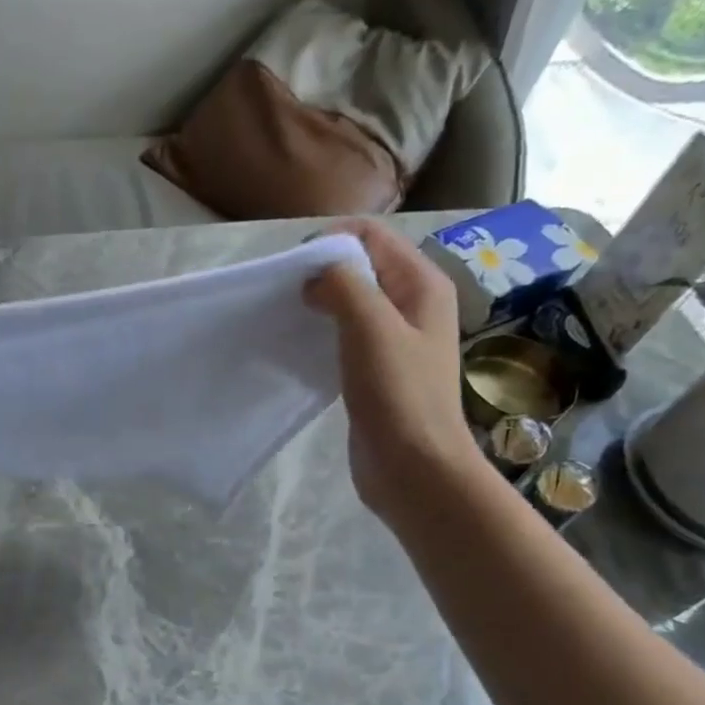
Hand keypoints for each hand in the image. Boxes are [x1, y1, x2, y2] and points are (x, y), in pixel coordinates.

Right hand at [306, 218, 482, 522]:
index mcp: (421, 285)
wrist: (414, 468)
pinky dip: (322, 335)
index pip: (372, 237)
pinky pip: (345, 338)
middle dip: (321, 273)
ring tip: (288, 320)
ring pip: (351, 304)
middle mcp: (412, 305)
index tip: (291, 269)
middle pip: (361, 268)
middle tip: (284, 296)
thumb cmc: (397, 395)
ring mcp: (395, 341)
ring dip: (319, 305)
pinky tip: (300, 350)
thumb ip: (343, 286)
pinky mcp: (377, 372)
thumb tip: (315, 274)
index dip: (330, 242)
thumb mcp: (370, 328)